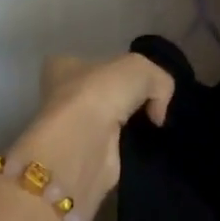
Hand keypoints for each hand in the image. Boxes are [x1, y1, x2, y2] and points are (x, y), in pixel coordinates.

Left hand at [6, 53, 174, 220]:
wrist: (82, 146)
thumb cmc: (100, 93)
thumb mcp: (140, 69)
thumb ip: (158, 82)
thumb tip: (157, 113)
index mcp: (63, 66)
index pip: (90, 62)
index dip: (115, 68)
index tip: (139, 80)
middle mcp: (61, 96)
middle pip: (99, 93)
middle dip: (121, 100)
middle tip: (150, 106)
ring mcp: (71, 130)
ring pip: (105, 122)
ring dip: (125, 128)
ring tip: (152, 129)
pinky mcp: (82, 159)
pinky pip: (111, 149)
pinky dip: (126, 151)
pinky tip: (145, 150)